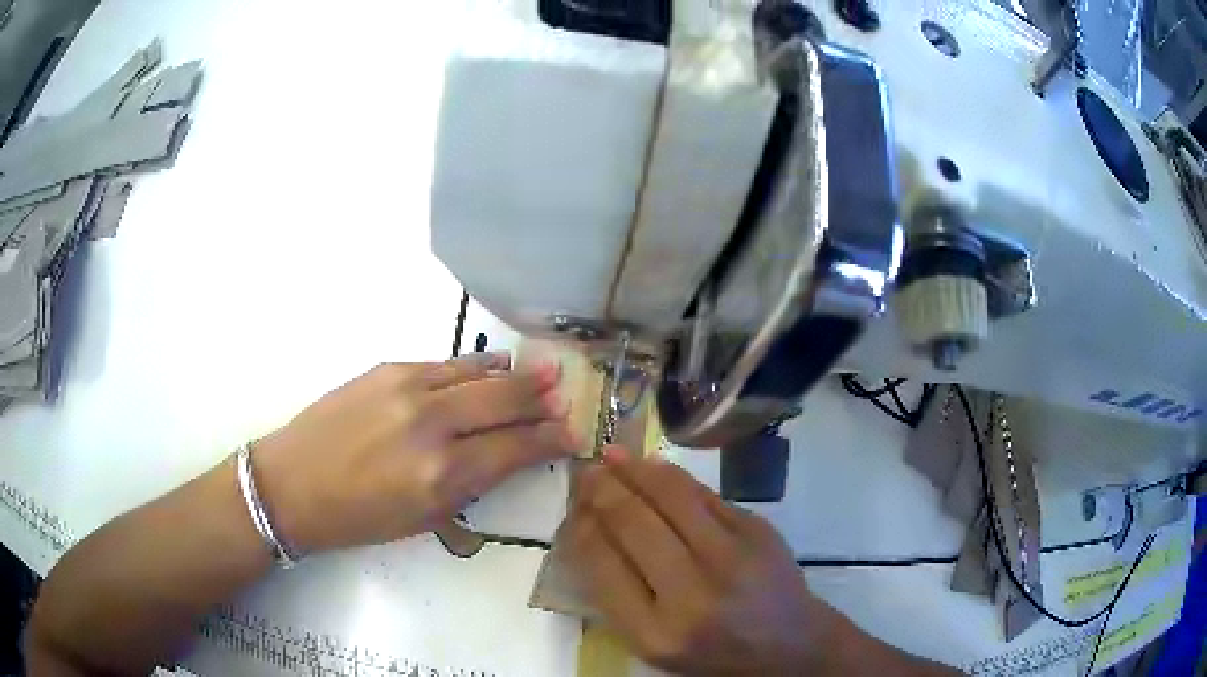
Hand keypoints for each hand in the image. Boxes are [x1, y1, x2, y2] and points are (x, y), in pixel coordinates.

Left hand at [252, 353, 577, 553]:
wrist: (292, 483)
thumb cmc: (359, 517)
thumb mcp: (423, 518)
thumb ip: (471, 483)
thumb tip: (508, 455)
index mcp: (442, 476)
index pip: (514, 448)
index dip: (551, 439)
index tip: (575, 432)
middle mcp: (431, 425)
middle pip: (504, 401)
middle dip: (542, 399)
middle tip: (567, 394)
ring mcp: (408, 389)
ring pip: (478, 373)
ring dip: (514, 375)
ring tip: (542, 372)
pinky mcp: (388, 369)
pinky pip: (446, 363)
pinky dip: (476, 365)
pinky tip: (492, 366)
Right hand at [563, 449, 837, 674]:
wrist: (787, 643)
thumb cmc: (712, 652)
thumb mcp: (654, 644)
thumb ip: (618, 595)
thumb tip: (589, 530)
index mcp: (656, 632)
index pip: (603, 565)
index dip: (581, 527)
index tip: (572, 508)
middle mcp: (692, 594)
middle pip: (634, 524)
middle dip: (602, 491)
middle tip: (585, 473)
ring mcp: (731, 557)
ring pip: (671, 497)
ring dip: (635, 470)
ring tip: (612, 456)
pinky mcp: (758, 532)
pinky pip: (705, 494)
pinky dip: (672, 477)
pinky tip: (653, 467)